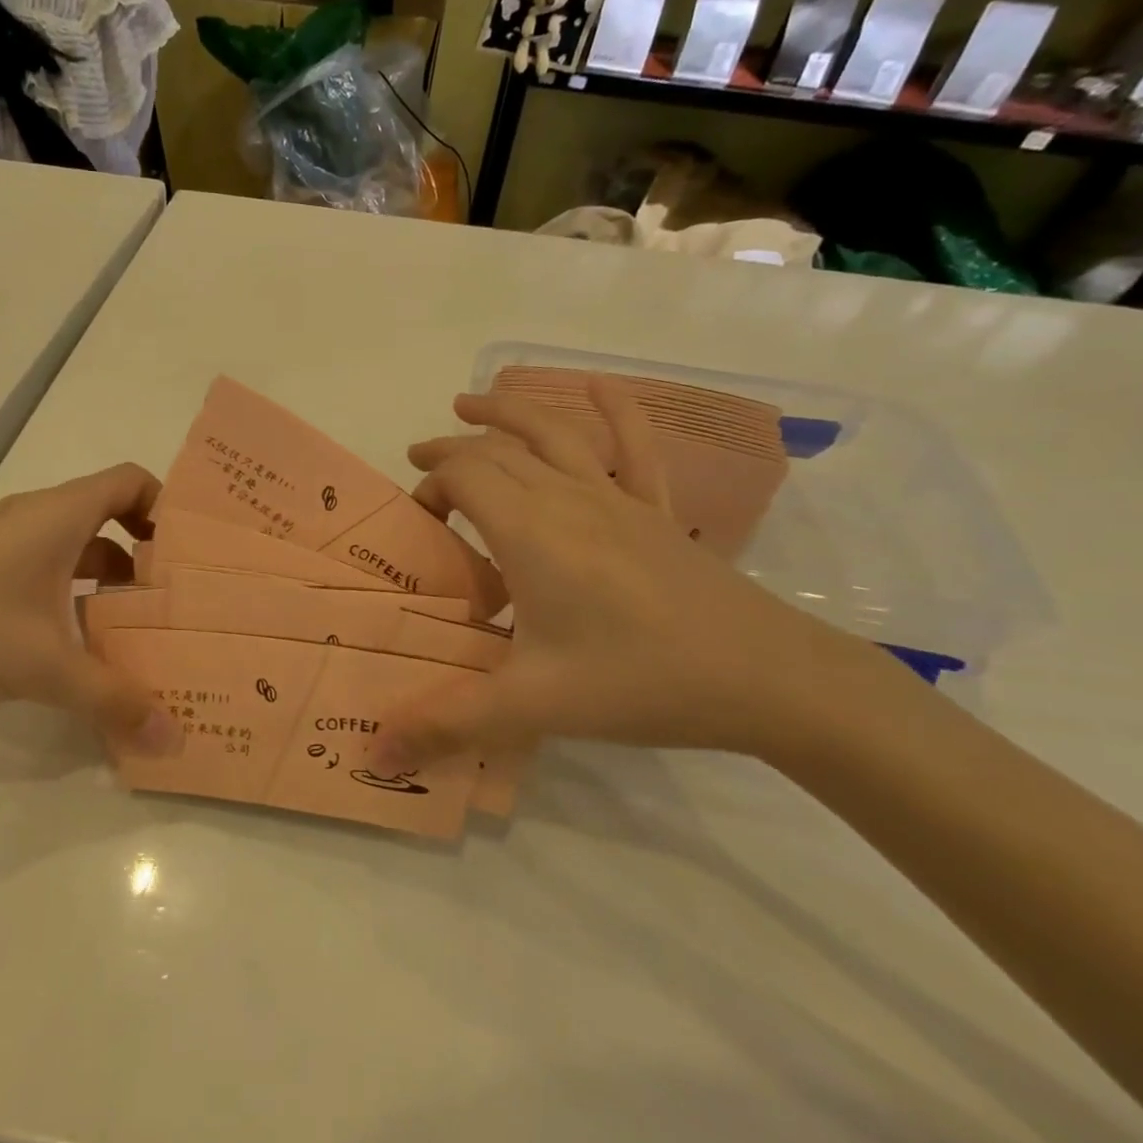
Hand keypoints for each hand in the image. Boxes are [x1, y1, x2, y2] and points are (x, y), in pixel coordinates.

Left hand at [0, 463, 176, 749]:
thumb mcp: (47, 668)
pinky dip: (70, 589)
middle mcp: (35, 516)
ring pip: (75, 544)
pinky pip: (44, 564)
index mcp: (60, 515)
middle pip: (109, 513)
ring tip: (132, 623)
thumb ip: (114, 700)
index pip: (132, 481)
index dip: (166, 506)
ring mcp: (3, 540)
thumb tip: (172, 739)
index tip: (188, 552)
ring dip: (106, 576)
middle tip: (173, 596)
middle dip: (145, 551)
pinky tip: (73, 638)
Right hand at [380, 382, 900, 767]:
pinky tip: (597, 385)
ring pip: (552, 432)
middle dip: (451, 450)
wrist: (767, 678)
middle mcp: (568, 497)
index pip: (464, 476)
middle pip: (497, 450)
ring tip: (469, 400)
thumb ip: (449, 724)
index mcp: (531, 531)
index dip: (430, 485)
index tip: (416, 521)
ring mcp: (617, 498)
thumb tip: (376, 757)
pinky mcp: (655, 511)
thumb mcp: (533, 706)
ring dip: (506, 411)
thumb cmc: (639, 681)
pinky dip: (614, 407)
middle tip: (419, 463)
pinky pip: (635, 444)